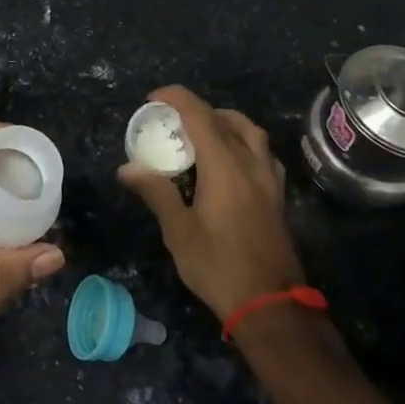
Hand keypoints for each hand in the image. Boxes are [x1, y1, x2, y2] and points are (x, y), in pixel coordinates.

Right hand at [118, 86, 303, 319]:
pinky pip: (263, 153)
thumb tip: (126, 168)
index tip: (153, 98)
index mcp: (225, 167)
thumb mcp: (179, 231)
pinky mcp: (278, 196)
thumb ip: (156, 192)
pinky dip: (245, 143)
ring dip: (226, 122)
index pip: (200, 116)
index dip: (177, 98)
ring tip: (203, 134)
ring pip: (251, 133)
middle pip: (227, 119)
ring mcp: (269, 180)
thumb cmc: (219, 266)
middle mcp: (251, 164)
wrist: (270, 305)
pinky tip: (232, 161)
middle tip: (173, 120)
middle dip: (198, 110)